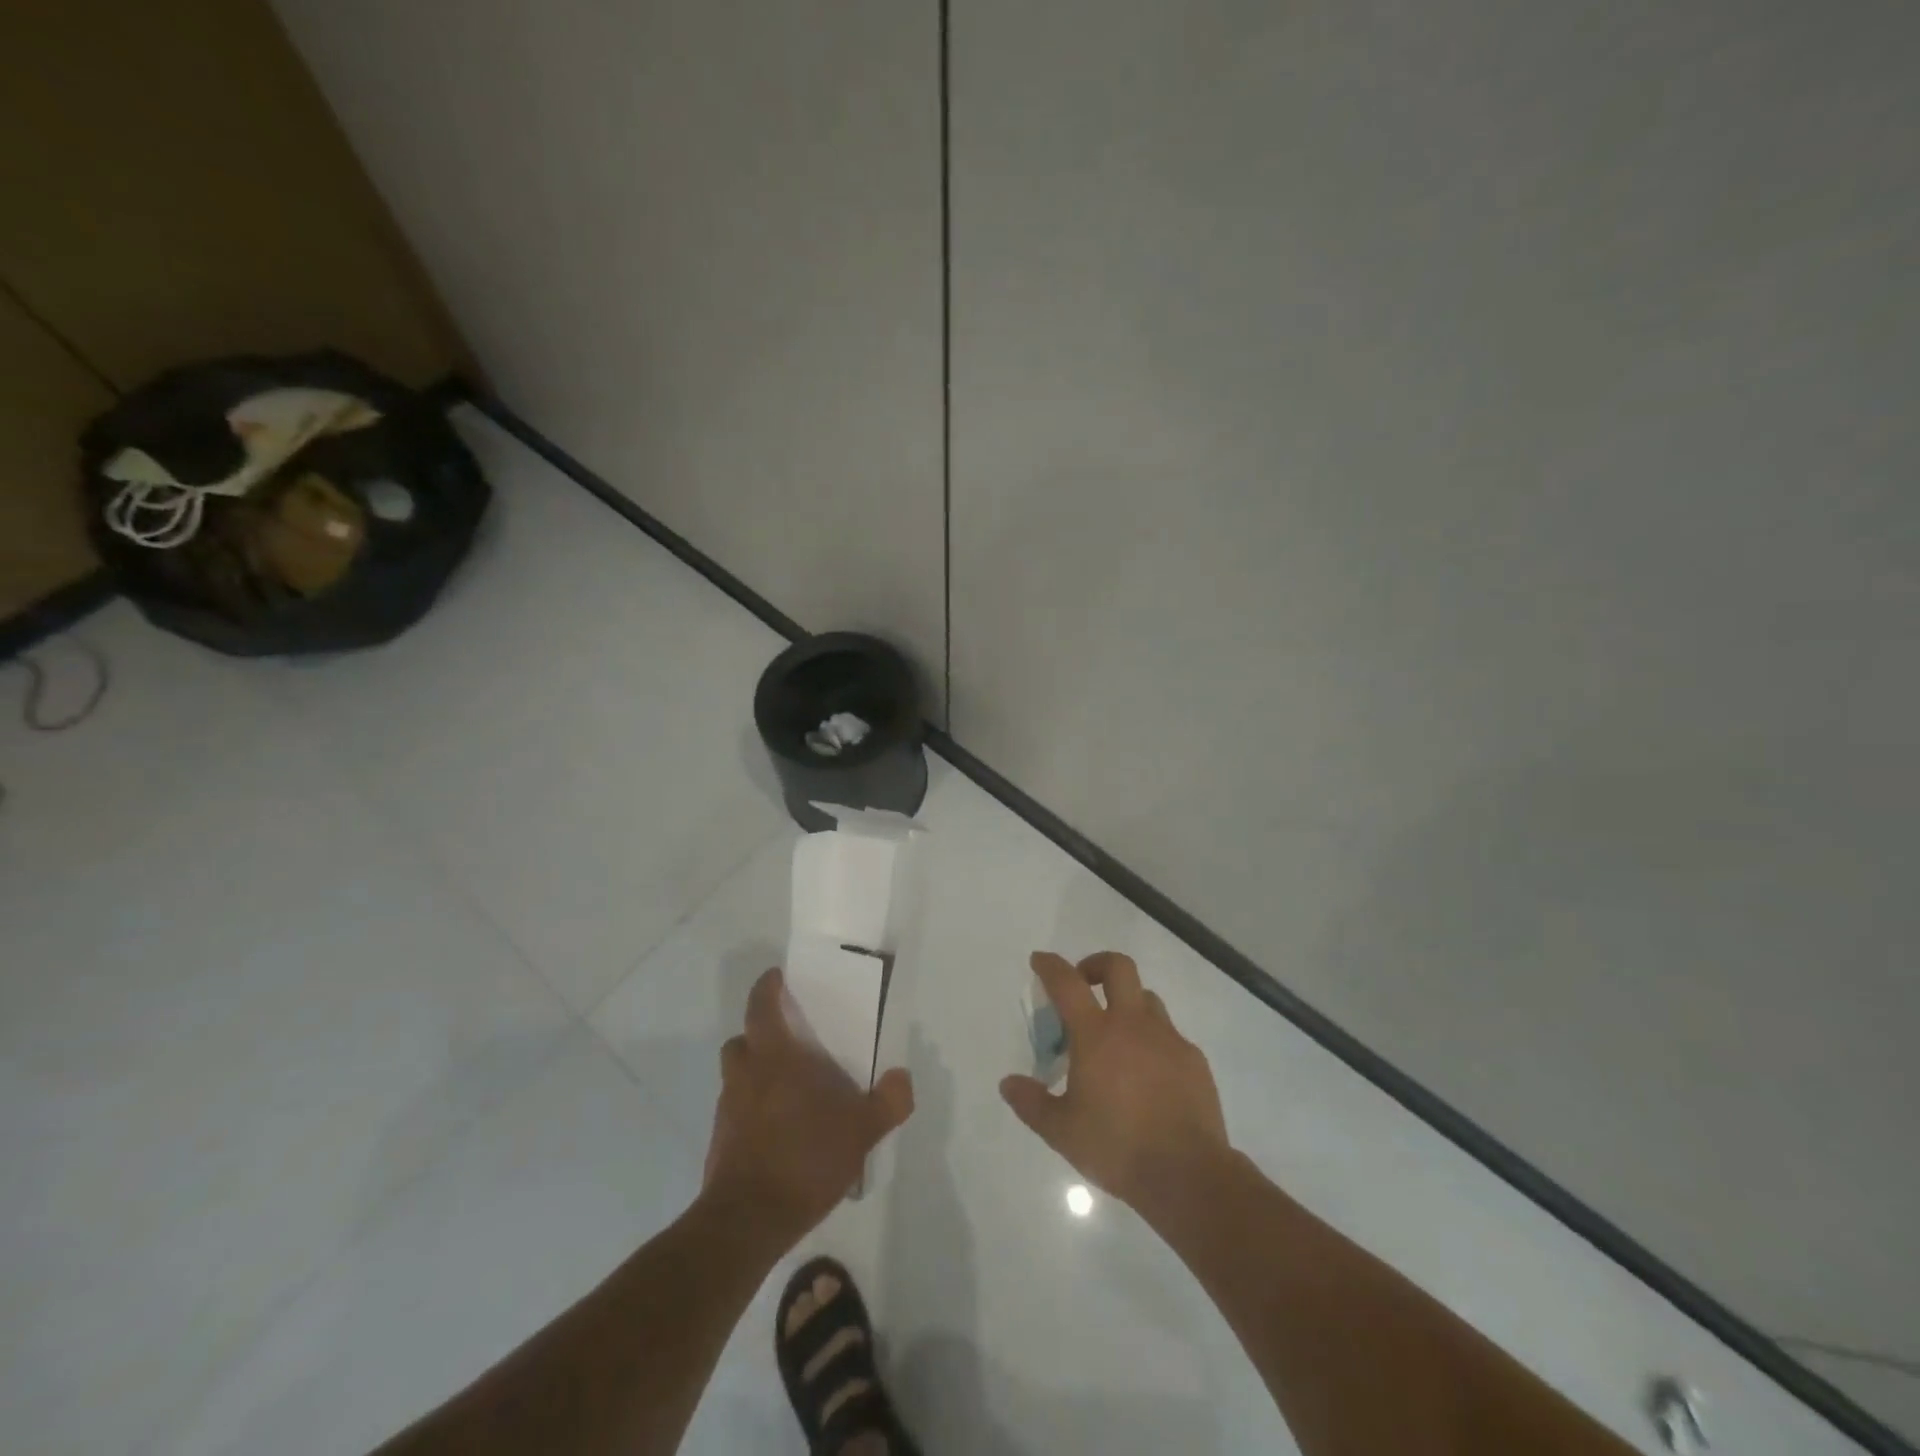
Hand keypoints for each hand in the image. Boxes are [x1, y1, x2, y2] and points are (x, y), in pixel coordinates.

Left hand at [702, 967, 914, 1245]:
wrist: (747, 1222)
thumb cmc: (804, 1157)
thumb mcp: (861, 1130)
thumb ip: (888, 1102)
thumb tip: (902, 1078)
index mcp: (774, 1057)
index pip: (760, 1006)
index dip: (766, 988)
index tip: (777, 979)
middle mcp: (744, 1076)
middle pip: (742, 1041)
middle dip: (760, 1036)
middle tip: (789, 1044)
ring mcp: (727, 1111)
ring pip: (737, 1078)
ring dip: (755, 1076)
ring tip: (789, 1093)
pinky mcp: (719, 1145)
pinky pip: (736, 1113)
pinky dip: (752, 1113)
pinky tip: (779, 1135)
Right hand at [1000, 951, 1230, 1213]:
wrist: (1188, 1174)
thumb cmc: (1117, 1147)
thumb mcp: (1061, 1131)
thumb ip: (1032, 1103)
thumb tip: (1008, 1083)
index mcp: (1096, 1034)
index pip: (1067, 983)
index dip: (1050, 966)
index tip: (1040, 961)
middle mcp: (1133, 1024)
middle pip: (1118, 967)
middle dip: (1096, 964)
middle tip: (1084, 984)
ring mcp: (1168, 1038)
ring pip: (1147, 998)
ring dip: (1127, 1003)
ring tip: (1116, 1036)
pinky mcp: (1193, 1059)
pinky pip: (1169, 1035)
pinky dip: (1152, 1040)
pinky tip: (1148, 1073)